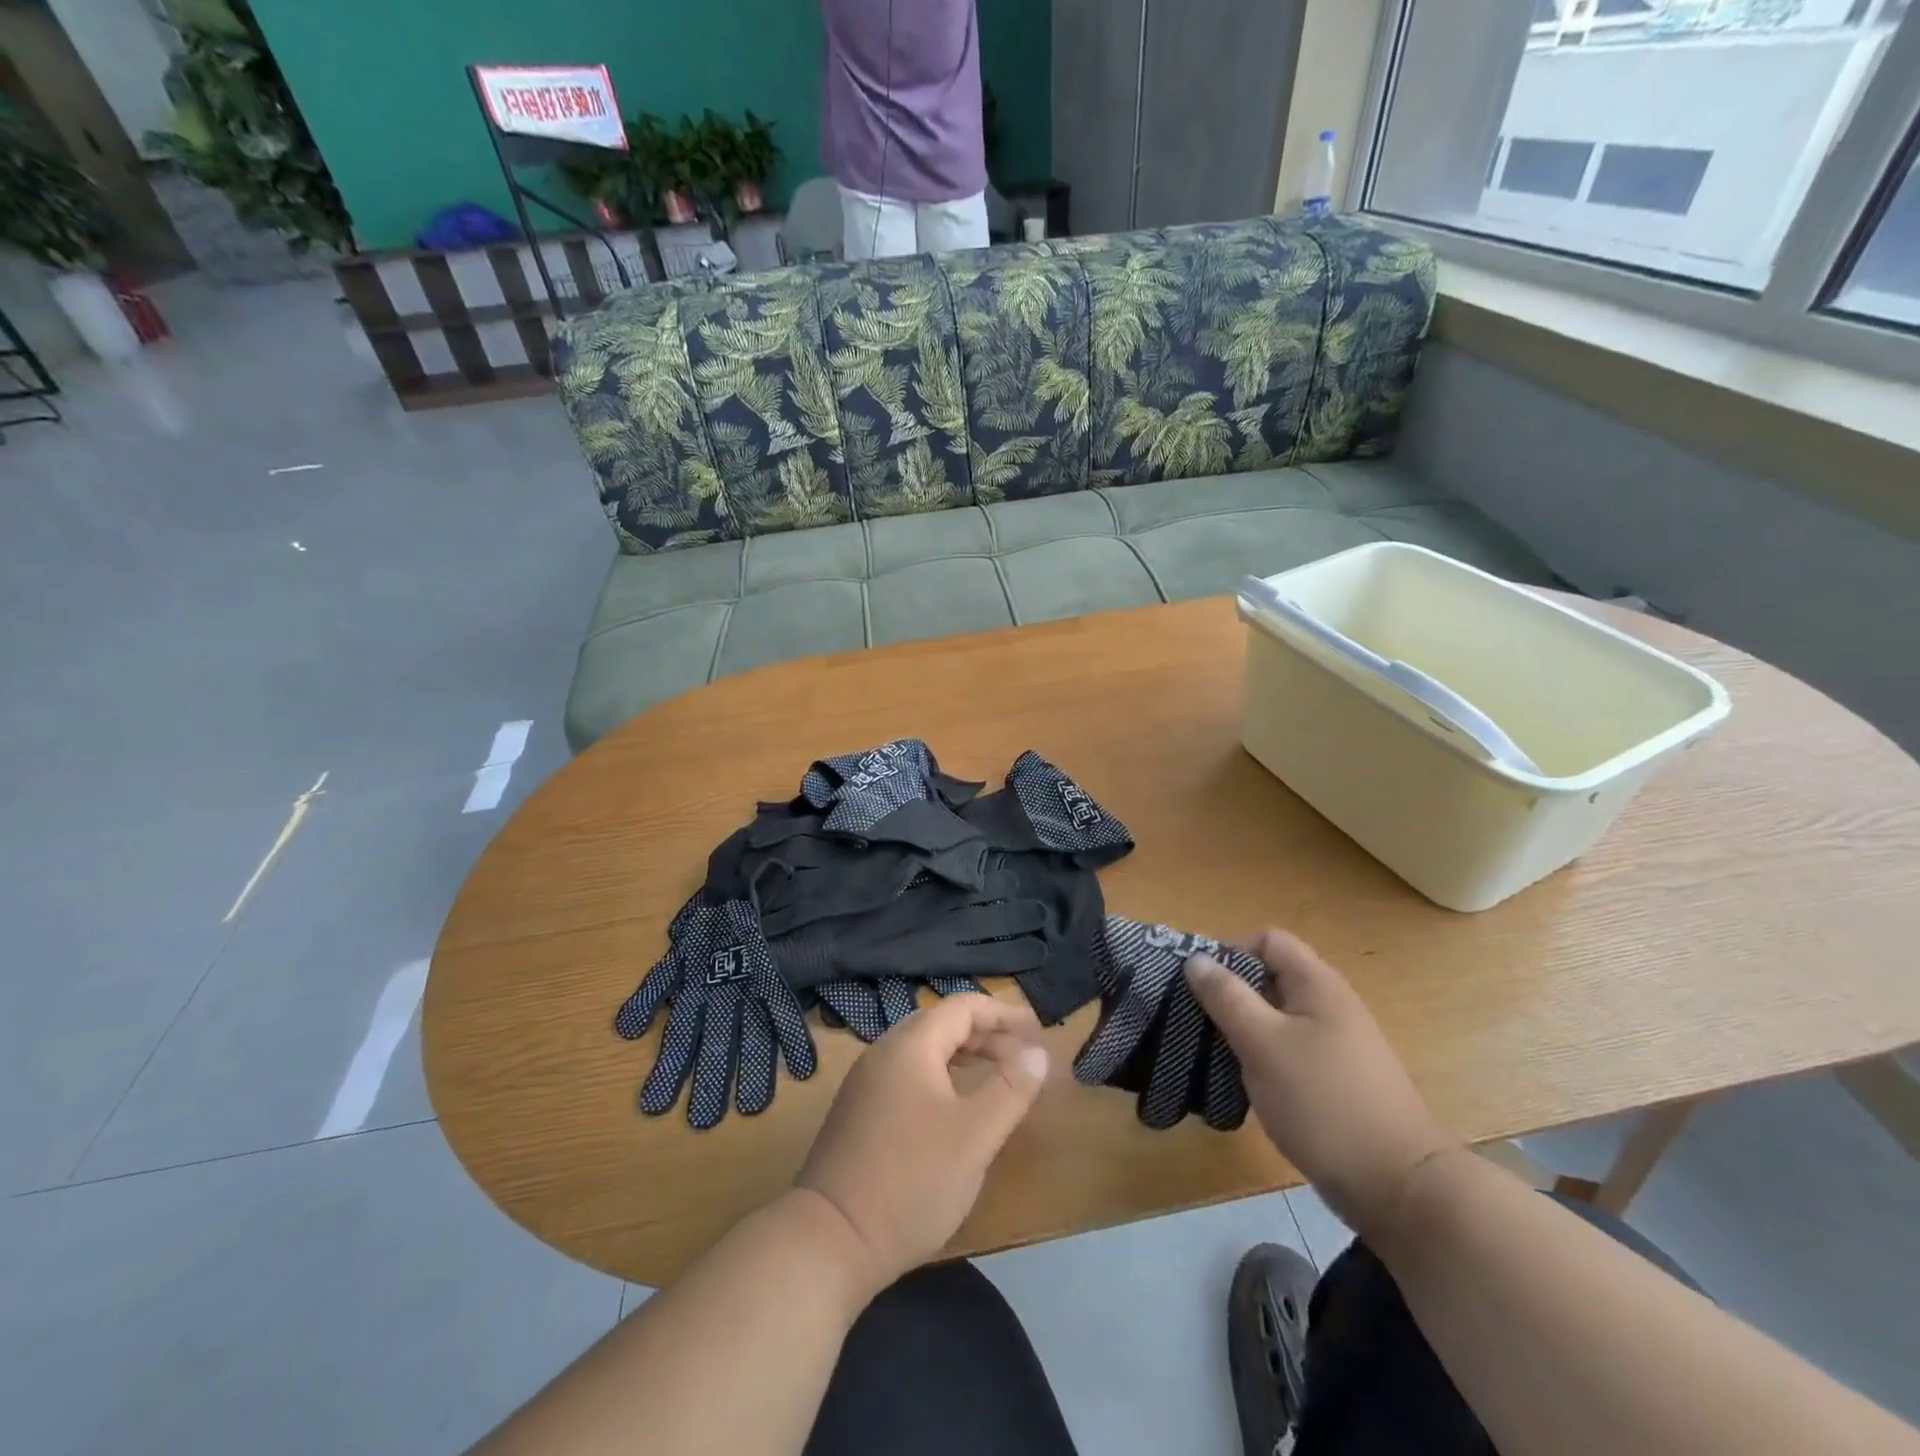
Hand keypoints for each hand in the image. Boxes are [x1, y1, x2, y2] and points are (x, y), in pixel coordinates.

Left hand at [795, 993, 1048, 1293]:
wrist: (831, 1240)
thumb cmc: (911, 1181)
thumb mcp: (974, 1136)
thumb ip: (1010, 1089)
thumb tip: (1037, 1053)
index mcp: (910, 1046)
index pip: (963, 1007)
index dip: (1004, 1014)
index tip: (1037, 1032)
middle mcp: (884, 1052)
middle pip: (942, 1024)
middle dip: (986, 1035)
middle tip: (1023, 1058)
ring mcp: (866, 1082)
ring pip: (923, 1051)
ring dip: (964, 1057)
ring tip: (997, 1078)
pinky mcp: (858, 1112)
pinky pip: (907, 1075)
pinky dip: (940, 1078)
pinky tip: (955, 1108)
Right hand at [1184, 929, 1458, 1239]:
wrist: (1398, 1187)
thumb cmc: (1324, 1102)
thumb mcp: (1263, 1044)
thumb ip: (1227, 997)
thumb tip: (1196, 959)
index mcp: (1317, 984)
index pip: (1268, 940)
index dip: (1231, 952)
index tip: (1201, 985)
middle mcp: (1330, 1005)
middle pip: (1270, 978)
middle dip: (1231, 994)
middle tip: (1199, 1021)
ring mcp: (1336, 1044)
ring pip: (1276, 1017)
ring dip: (1243, 1029)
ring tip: (1214, 1054)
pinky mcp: (1336, 1079)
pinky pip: (1289, 1050)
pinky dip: (1262, 1058)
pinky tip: (1245, 1084)